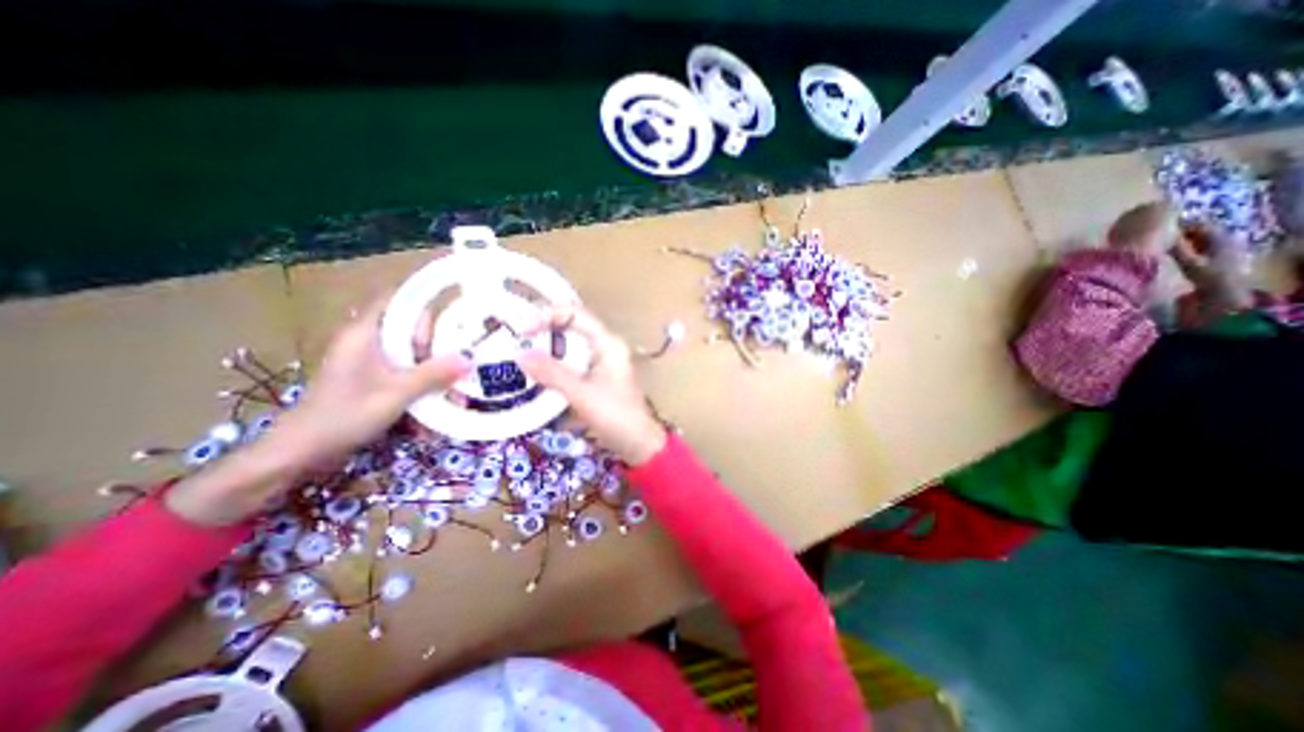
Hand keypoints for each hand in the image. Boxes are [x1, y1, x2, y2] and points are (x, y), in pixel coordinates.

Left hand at [271, 290, 478, 461]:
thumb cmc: (346, 414)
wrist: (301, 452)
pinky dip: (422, 388)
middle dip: (440, 350)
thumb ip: (434, 374)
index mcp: (366, 333)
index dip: (427, 304)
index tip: (456, 319)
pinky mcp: (372, 382)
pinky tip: (437, 409)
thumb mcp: (397, 393)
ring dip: (435, 375)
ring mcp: (369, 363)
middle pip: (412, 332)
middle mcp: (368, 342)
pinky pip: (405, 376)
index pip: (398, 300)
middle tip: (462, 368)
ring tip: (457, 397)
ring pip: (412, 358)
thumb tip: (469, 358)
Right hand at [517, 305, 664, 466]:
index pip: (575, 314)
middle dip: (545, 329)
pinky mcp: (598, 378)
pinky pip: (573, 362)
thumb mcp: (581, 394)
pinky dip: (556, 364)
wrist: (638, 444)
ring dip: (548, 347)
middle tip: (516, 339)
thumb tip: (519, 355)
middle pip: (572, 327)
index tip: (522, 330)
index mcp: (608, 343)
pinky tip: (539, 373)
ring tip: (521, 353)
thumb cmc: (615, 416)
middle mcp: (606, 347)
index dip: (547, 315)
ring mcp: (603, 362)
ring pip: (571, 345)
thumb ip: (552, 373)